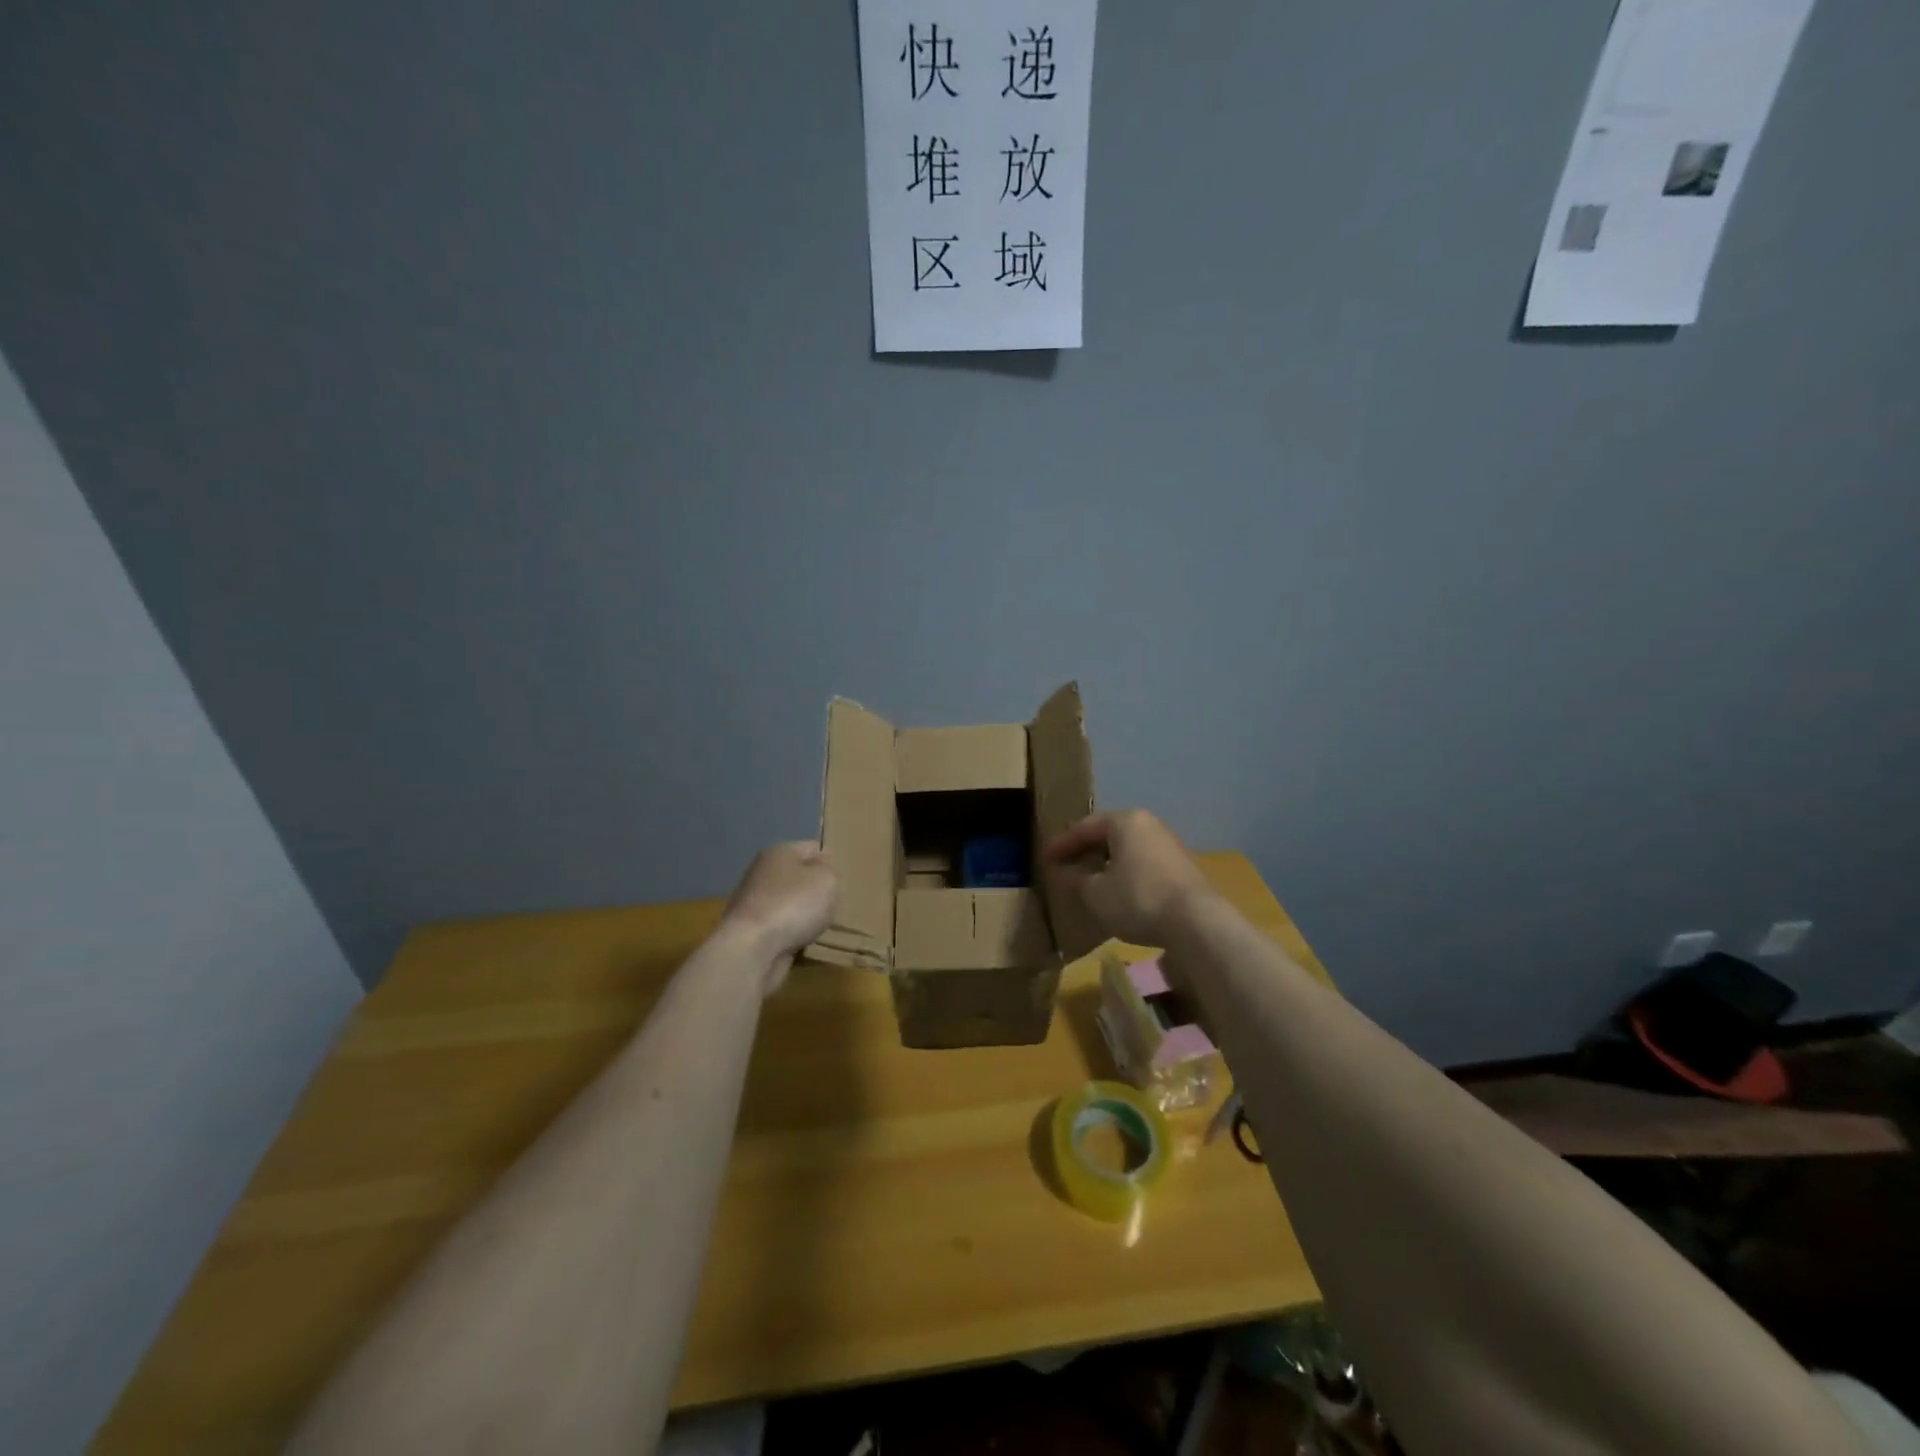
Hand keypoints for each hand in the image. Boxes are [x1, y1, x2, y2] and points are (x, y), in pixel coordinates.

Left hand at [721, 841, 838, 995]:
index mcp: (779, 852)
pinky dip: (793, 934)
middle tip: (836, 905)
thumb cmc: (793, 905)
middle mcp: (763, 873)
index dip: (831, 862)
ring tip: (823, 927)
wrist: (752, 950)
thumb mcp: (827, 879)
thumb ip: (830, 869)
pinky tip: (805, 942)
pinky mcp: (751, 931)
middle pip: (800, 877)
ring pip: (791, 904)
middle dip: (817, 892)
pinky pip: (782, 928)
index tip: (843, 881)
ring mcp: (754, 903)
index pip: (813, 848)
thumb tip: (822, 867)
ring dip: (805, 915)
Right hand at [1043, 810, 1212, 946]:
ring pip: (1128, 849)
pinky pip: (1144, 864)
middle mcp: (1149, 825)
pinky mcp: (1183, 868)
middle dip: (1085, 850)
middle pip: (1109, 834)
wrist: (1197, 922)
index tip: (1044, 858)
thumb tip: (1068, 872)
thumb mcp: (1096, 893)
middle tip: (1066, 864)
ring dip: (1107, 862)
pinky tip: (1119, 891)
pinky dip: (1126, 873)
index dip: (1061, 844)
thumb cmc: (1138, 899)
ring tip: (1090, 879)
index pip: (1084, 827)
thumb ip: (1077, 879)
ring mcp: (1170, 845)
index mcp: (1125, 821)